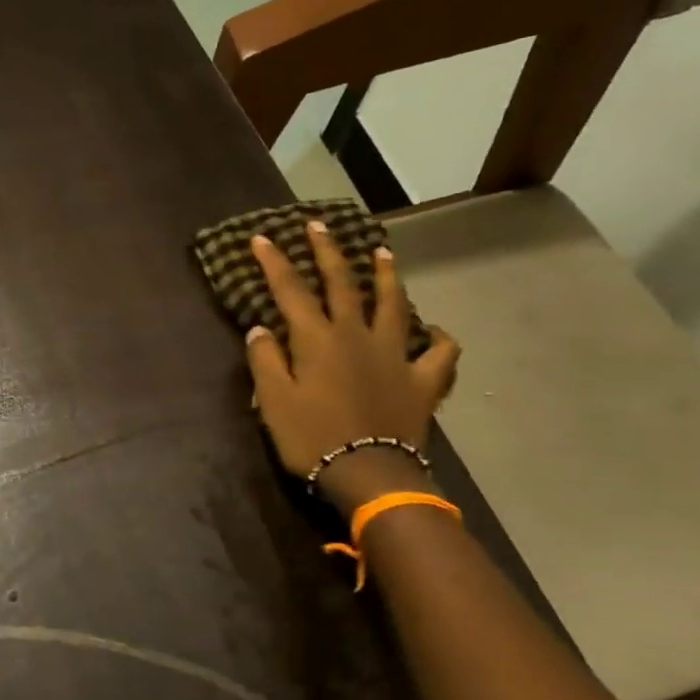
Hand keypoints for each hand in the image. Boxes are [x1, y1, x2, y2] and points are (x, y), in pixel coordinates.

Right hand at [244, 222, 459, 510]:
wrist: (369, 473)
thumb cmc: (311, 438)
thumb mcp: (273, 402)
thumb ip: (265, 361)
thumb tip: (260, 329)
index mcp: (317, 339)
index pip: (290, 291)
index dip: (275, 262)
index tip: (262, 238)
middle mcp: (357, 335)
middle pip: (342, 284)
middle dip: (328, 252)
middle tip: (319, 226)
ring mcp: (395, 355)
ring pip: (393, 304)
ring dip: (385, 276)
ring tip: (381, 253)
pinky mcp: (422, 380)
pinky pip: (439, 353)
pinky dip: (438, 339)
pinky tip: (434, 333)